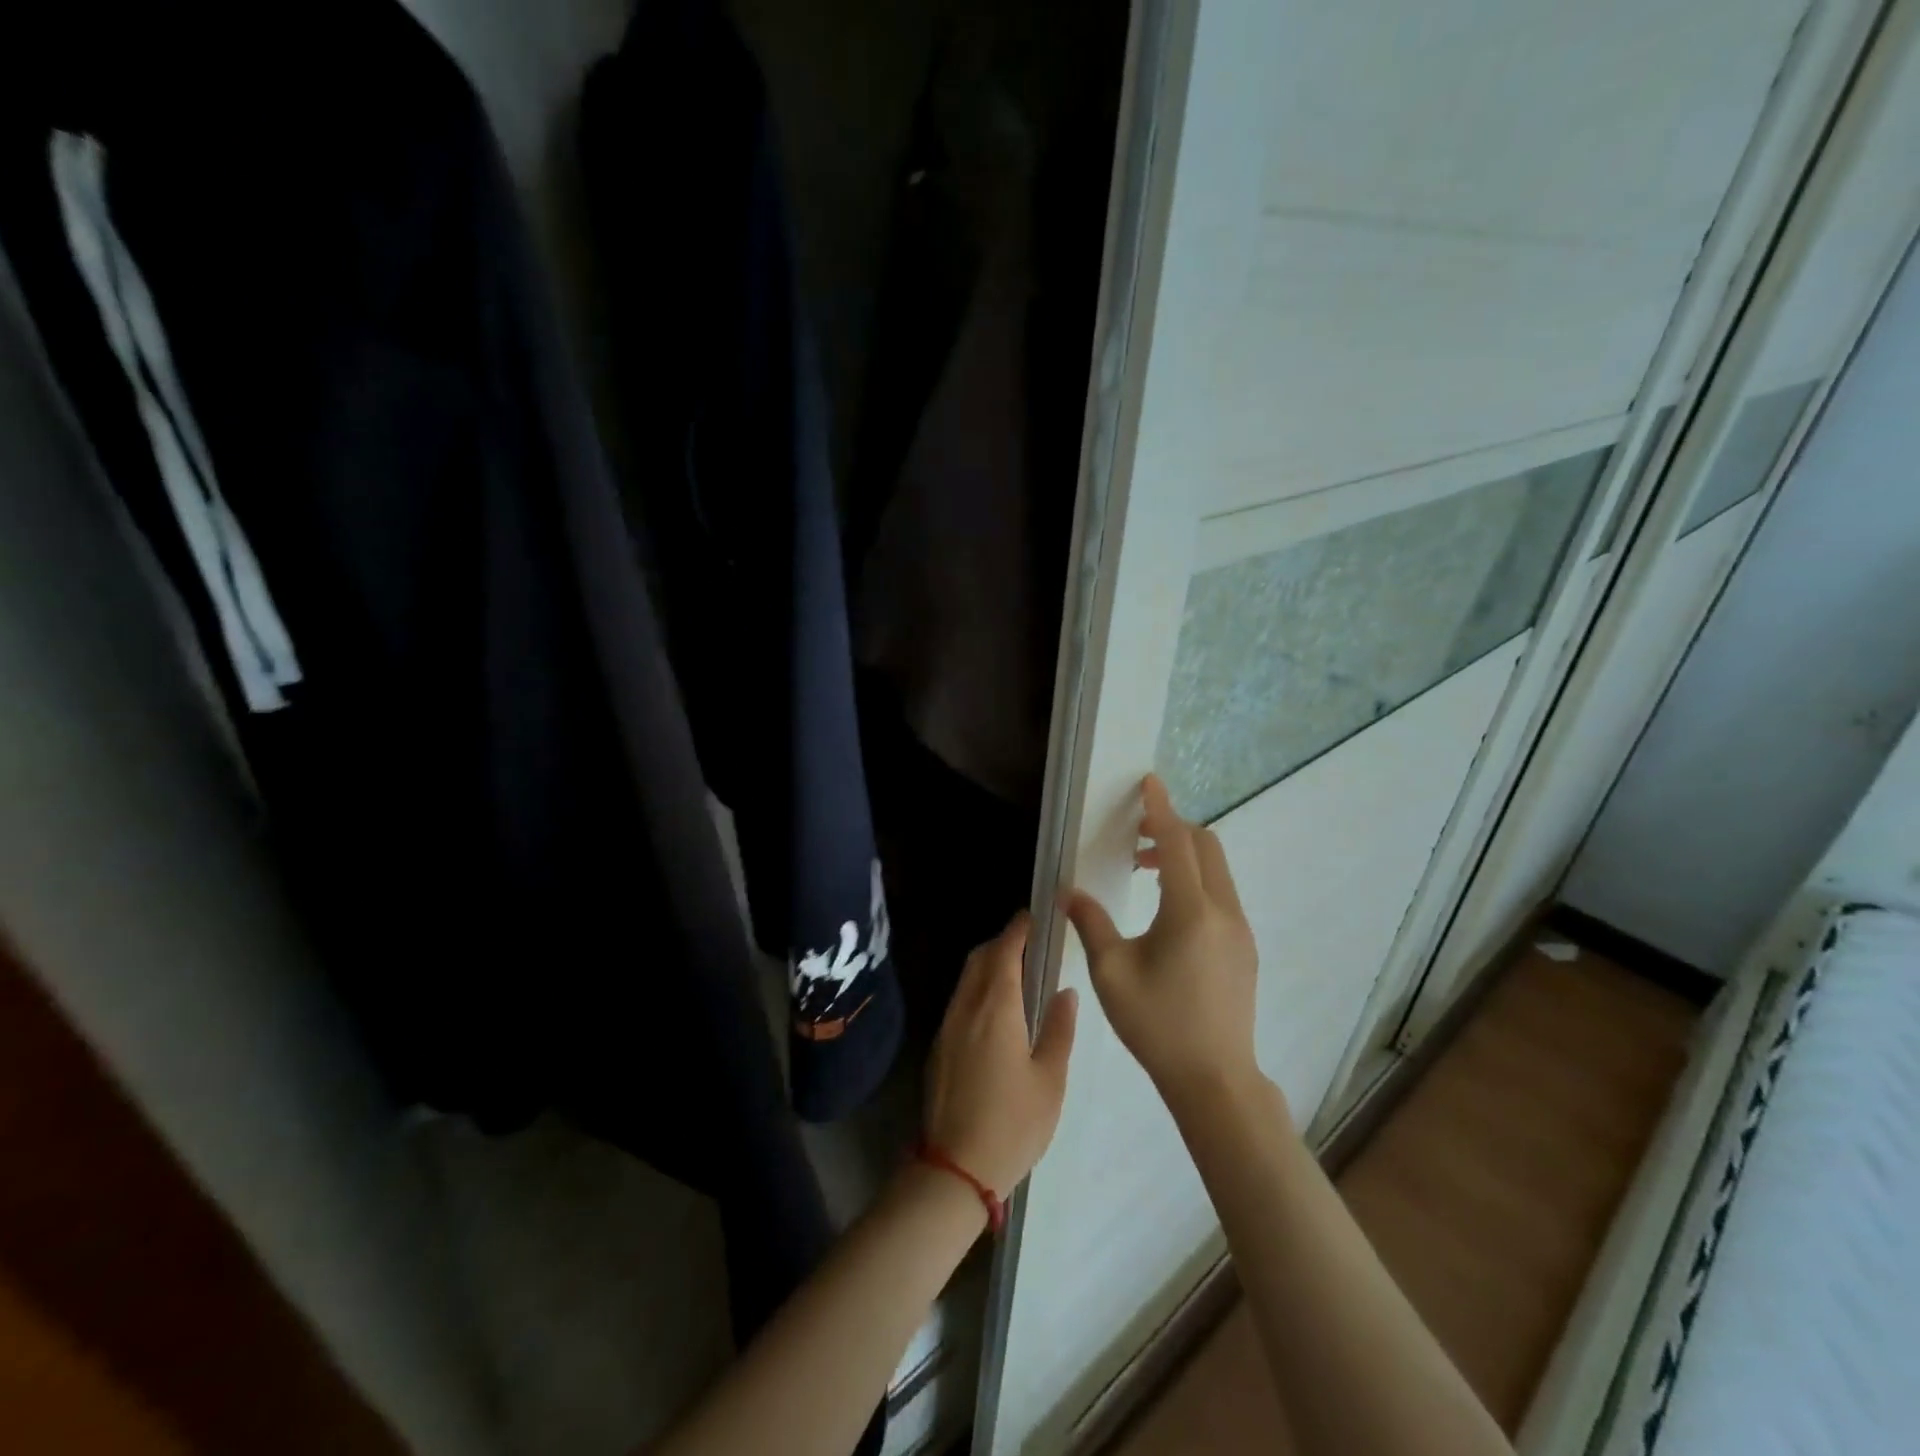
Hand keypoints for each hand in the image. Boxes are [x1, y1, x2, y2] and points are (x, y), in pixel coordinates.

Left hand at [923, 912, 1077, 1198]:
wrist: (954, 1168)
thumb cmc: (1013, 1125)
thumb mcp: (1050, 1080)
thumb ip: (1059, 1030)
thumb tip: (1066, 992)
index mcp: (996, 1009)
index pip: (1005, 952)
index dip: (1018, 930)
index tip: (1032, 916)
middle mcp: (966, 1008)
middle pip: (980, 959)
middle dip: (1002, 942)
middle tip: (1028, 942)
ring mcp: (947, 1027)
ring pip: (966, 979)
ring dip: (987, 965)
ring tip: (1016, 972)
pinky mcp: (939, 1047)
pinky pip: (959, 1001)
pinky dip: (977, 989)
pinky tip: (996, 1009)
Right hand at [1065, 775, 1265, 1115]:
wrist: (1214, 1078)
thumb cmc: (1157, 1024)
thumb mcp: (1111, 972)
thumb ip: (1091, 923)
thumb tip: (1069, 893)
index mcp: (1190, 911)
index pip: (1176, 842)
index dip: (1160, 810)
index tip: (1150, 782)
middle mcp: (1223, 911)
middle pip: (1206, 847)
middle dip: (1172, 829)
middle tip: (1135, 836)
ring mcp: (1240, 930)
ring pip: (1217, 870)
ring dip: (1184, 856)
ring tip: (1144, 871)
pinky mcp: (1244, 948)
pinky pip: (1221, 895)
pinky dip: (1196, 881)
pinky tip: (1167, 911)